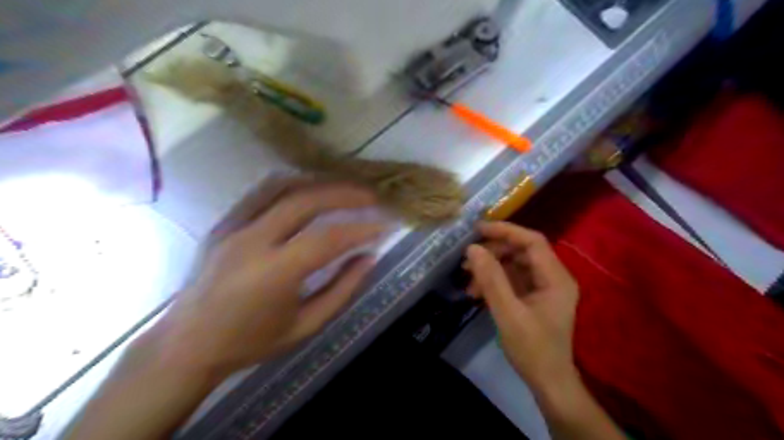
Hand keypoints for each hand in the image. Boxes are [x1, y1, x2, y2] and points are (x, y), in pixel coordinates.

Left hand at [159, 178, 384, 377]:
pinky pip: (262, 192)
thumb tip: (369, 257)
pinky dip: (293, 185)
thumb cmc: (251, 342)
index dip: (361, 229)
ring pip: (282, 186)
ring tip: (346, 188)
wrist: (187, 344)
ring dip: (320, 182)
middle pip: (306, 200)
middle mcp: (251, 241)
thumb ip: (342, 290)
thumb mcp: (306, 325)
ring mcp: (233, 226)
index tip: (385, 225)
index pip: (328, 239)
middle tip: (372, 197)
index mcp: (273, 274)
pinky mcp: (223, 222)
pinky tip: (311, 190)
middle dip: (345, 193)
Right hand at [461, 222, 577, 392]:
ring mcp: (544, 288)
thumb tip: (472, 249)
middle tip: (468, 258)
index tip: (479, 230)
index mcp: (556, 278)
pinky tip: (476, 291)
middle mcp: (553, 277)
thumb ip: (491, 279)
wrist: (548, 383)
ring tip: (467, 276)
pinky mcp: (534, 297)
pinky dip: (494, 281)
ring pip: (515, 264)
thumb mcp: (508, 313)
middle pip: (522, 251)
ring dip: (491, 267)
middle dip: (494, 252)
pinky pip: (512, 279)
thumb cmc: (533, 350)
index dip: (506, 231)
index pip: (533, 241)